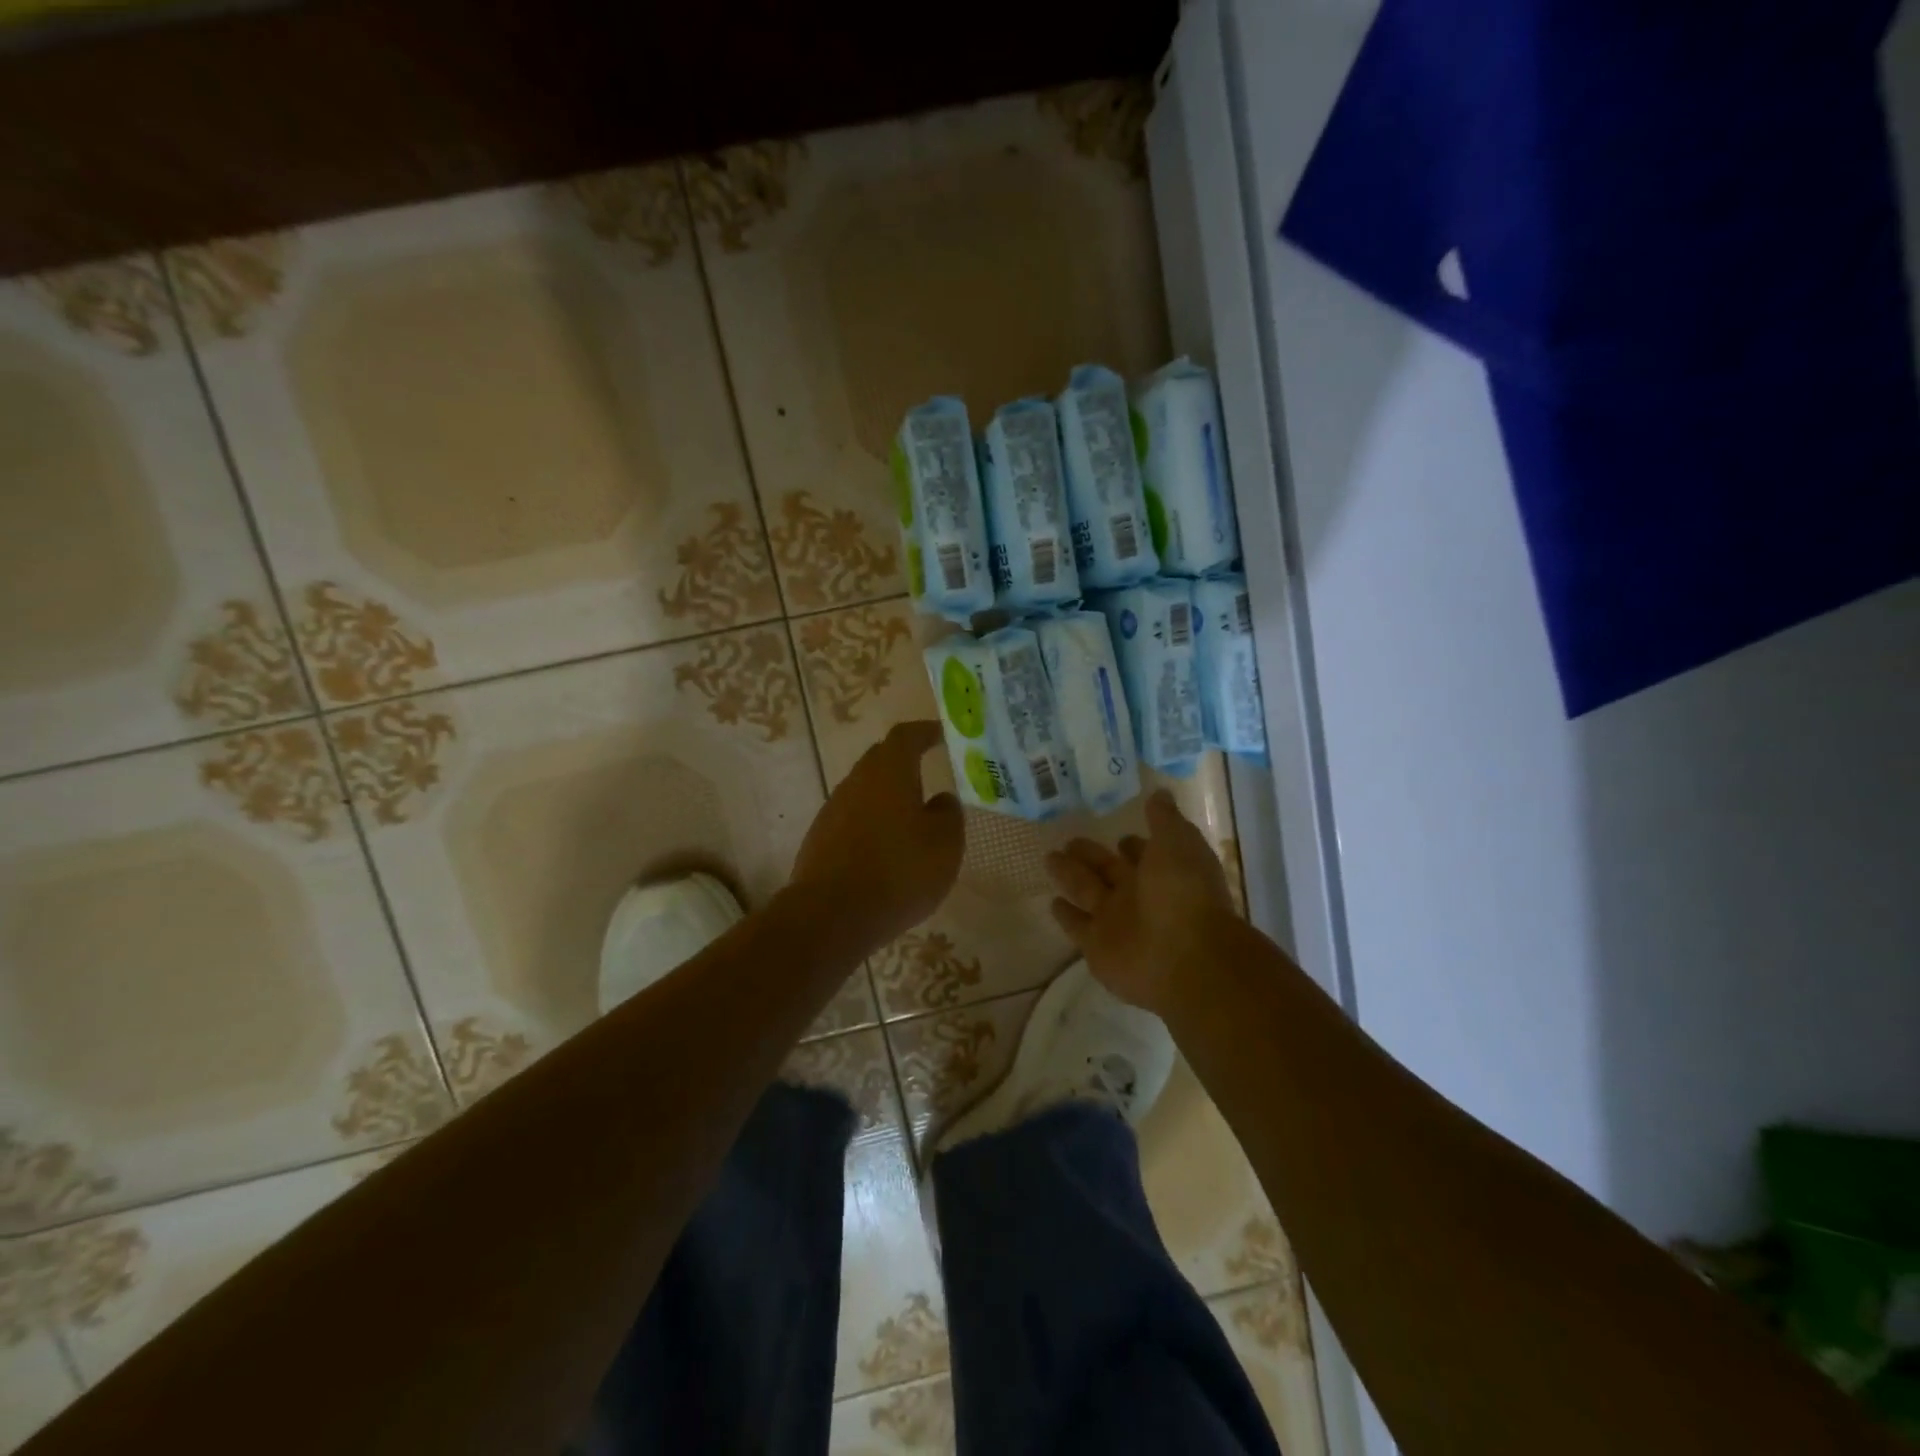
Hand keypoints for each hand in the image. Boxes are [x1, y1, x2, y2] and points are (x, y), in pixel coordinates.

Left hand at [791, 721, 963, 954]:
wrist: (832, 915)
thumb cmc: (899, 871)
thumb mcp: (945, 843)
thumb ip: (948, 814)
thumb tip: (941, 799)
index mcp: (889, 772)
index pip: (906, 736)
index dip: (925, 732)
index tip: (941, 733)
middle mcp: (856, 782)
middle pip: (881, 760)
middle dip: (904, 761)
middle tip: (928, 770)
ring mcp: (832, 810)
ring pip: (865, 791)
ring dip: (887, 796)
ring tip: (910, 816)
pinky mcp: (820, 840)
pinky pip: (852, 820)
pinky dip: (871, 824)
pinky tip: (884, 849)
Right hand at [1045, 789, 1236, 1013]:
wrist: (1185, 959)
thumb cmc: (1184, 894)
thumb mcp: (1178, 843)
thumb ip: (1164, 820)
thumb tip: (1160, 793)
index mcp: (1162, 871)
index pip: (1142, 854)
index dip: (1131, 845)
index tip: (1118, 834)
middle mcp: (1139, 896)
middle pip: (1108, 870)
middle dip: (1091, 856)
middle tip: (1069, 841)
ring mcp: (1117, 922)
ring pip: (1087, 892)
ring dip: (1070, 876)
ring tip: (1049, 858)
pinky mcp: (1097, 947)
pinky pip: (1077, 926)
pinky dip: (1066, 916)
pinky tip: (1052, 903)